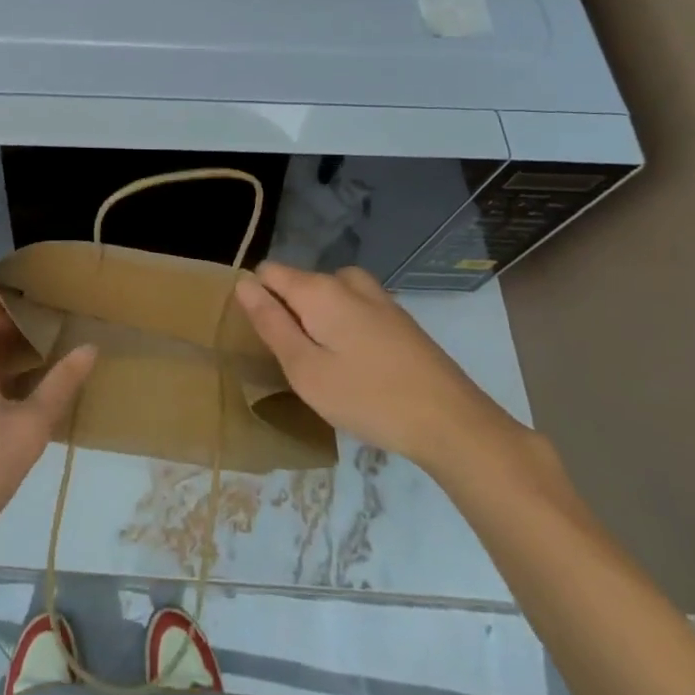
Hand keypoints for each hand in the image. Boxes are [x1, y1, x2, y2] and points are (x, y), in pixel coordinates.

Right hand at [235, 263, 518, 474]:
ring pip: (327, 296)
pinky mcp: (397, 316)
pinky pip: (353, 308)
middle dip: (290, 315)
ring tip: (328, 367)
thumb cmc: (368, 398)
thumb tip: (243, 283)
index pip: (268, 272)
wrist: (451, 422)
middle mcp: (345, 280)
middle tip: (300, 365)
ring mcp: (376, 296)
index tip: (267, 340)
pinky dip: (345, 328)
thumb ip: (270, 323)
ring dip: (319, 322)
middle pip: (298, 284)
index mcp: (318, 289)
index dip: (258, 301)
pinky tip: (360, 368)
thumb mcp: (305, 369)